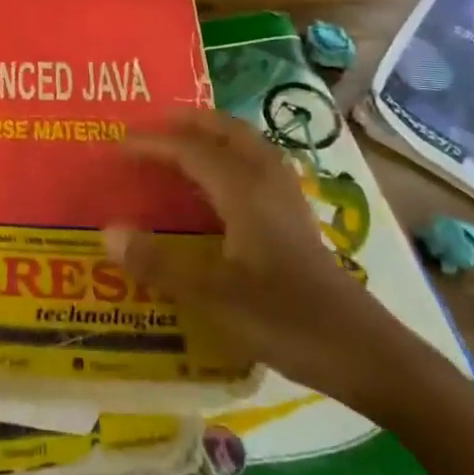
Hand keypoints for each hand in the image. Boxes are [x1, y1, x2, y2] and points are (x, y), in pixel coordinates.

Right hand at [105, 109, 427, 415]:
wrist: (365, 353)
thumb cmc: (286, 319)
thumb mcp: (214, 297)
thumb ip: (159, 264)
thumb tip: (107, 231)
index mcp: (243, 189)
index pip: (190, 149)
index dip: (153, 142)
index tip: (118, 143)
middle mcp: (266, 181)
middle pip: (227, 131)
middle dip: (190, 121)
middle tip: (154, 123)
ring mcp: (287, 198)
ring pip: (248, 145)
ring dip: (214, 134)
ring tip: (185, 142)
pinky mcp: (298, 219)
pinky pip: (258, 165)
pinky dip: (233, 156)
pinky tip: (224, 184)